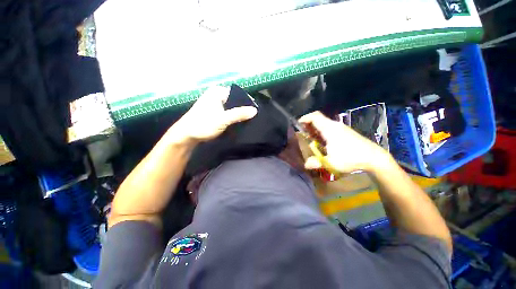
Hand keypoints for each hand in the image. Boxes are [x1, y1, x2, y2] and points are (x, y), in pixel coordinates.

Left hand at [168, 86, 257, 143]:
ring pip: (232, 107)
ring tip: (247, 121)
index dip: (247, 101)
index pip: (238, 93)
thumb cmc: (203, 124)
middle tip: (252, 117)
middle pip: (235, 100)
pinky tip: (238, 123)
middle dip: (243, 109)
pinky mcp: (214, 111)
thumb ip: (239, 114)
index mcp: (218, 92)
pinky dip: (233, 117)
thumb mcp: (223, 119)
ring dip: (238, 114)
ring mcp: (215, 103)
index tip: (255, 111)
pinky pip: (228, 112)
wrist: (186, 135)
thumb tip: (255, 110)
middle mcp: (216, 95)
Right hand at [298, 111, 390, 173]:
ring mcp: (341, 128)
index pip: (314, 116)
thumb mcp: (330, 162)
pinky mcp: (346, 132)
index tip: (298, 124)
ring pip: (324, 124)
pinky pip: (330, 128)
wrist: (374, 157)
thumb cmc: (350, 158)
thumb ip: (315, 163)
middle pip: (318, 119)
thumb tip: (305, 165)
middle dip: (309, 125)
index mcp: (329, 129)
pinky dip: (323, 132)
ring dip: (316, 130)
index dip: (305, 118)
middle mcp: (334, 125)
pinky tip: (324, 143)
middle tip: (303, 134)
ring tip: (312, 140)